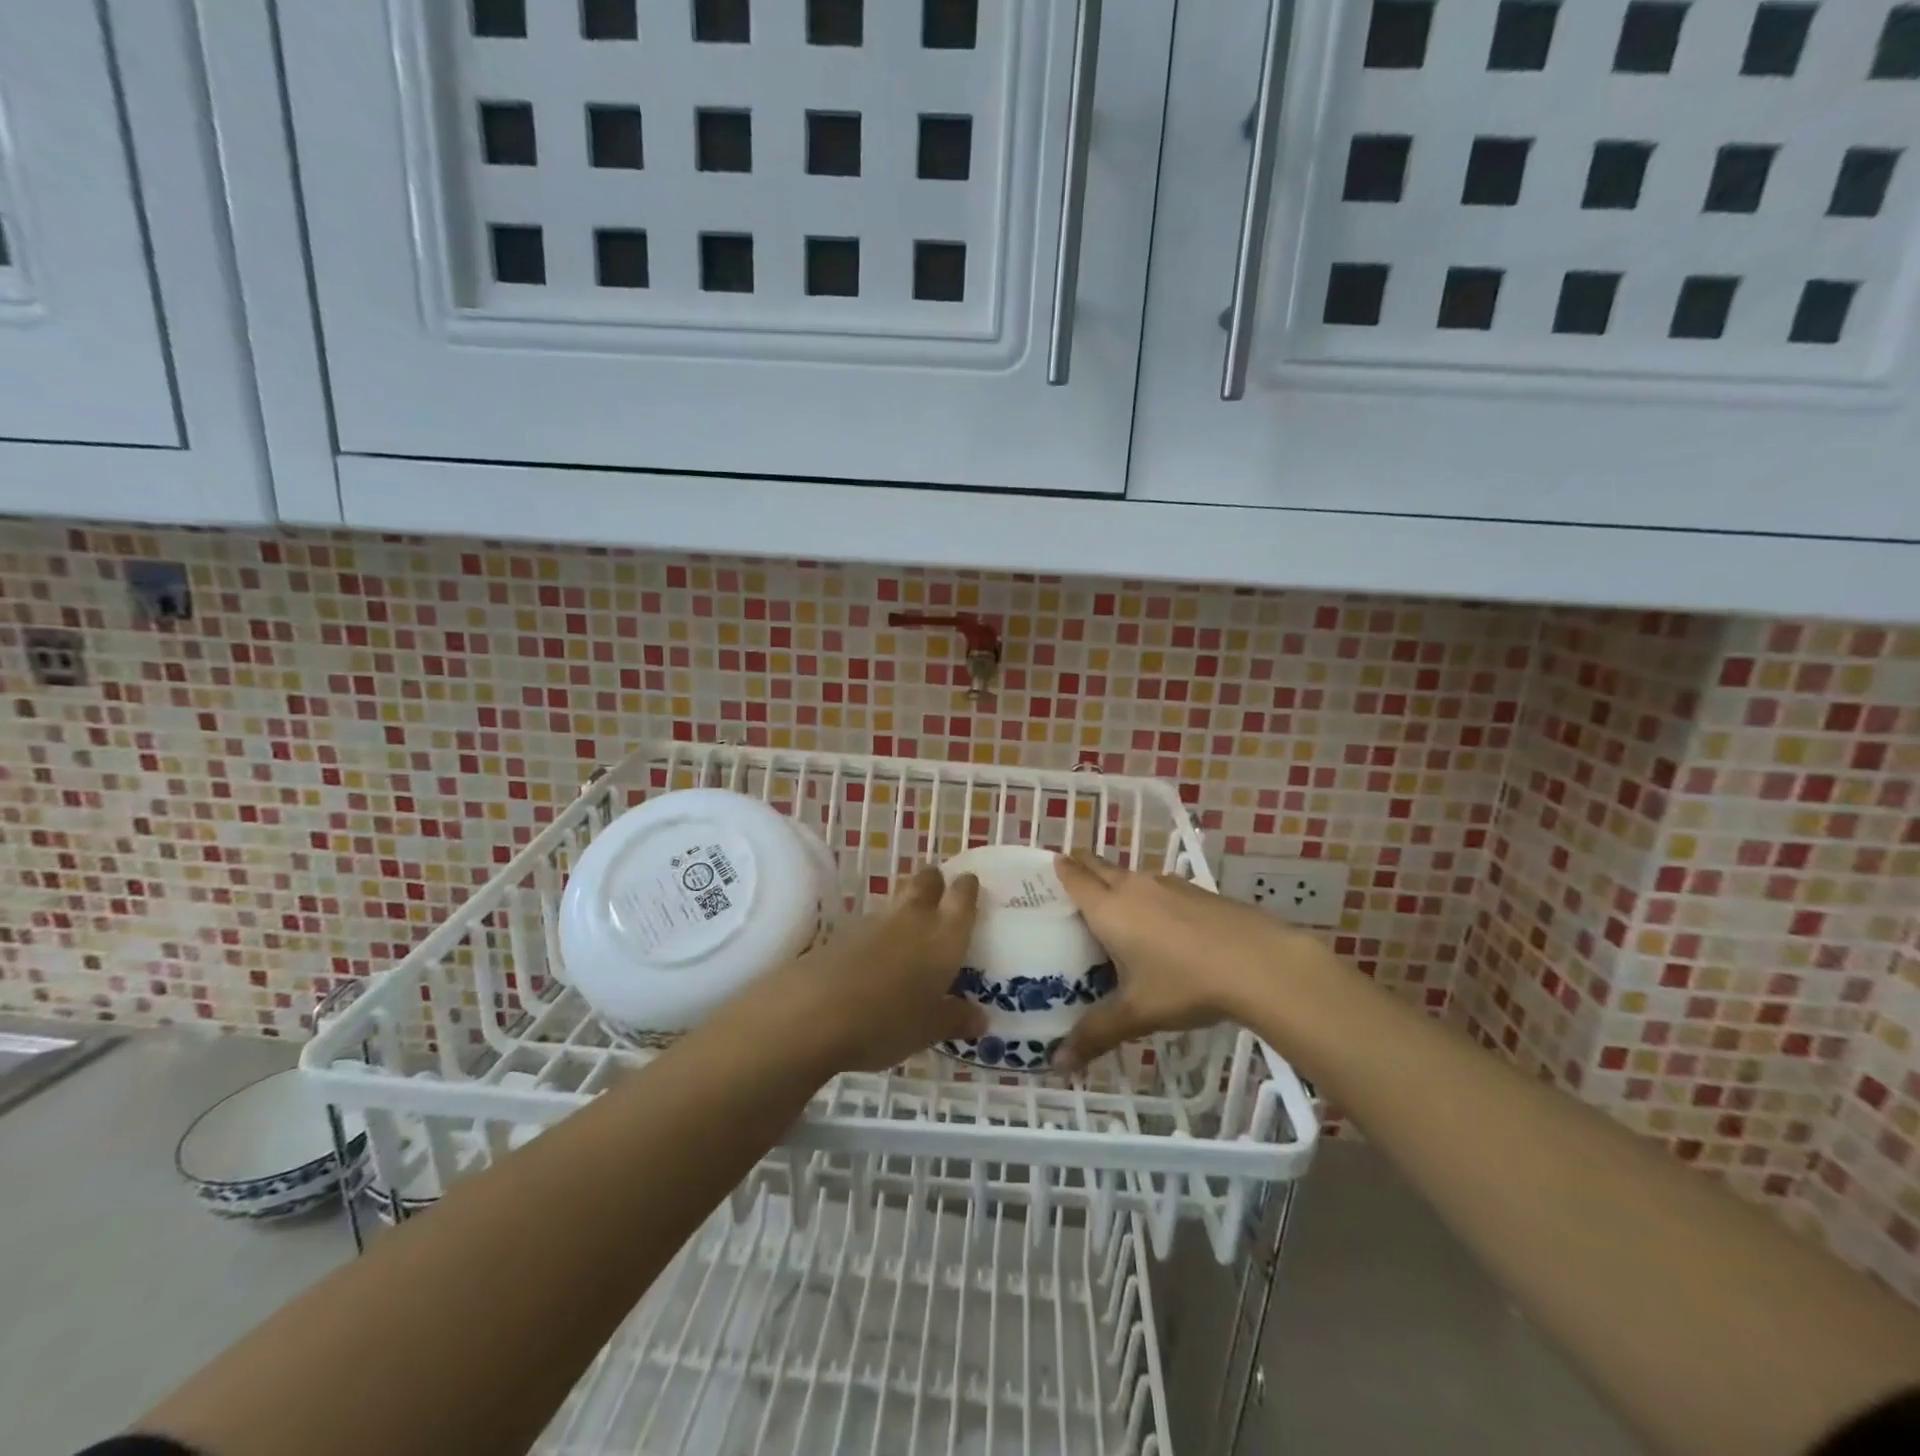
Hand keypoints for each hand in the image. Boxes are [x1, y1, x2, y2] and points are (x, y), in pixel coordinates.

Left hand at [749, 866, 986, 1073]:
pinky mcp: (843, 932)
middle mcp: (913, 918)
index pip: (962, 897)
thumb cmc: (887, 1021)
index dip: (967, 888)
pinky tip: (876, 952)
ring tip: (910, 925)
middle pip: (927, 882)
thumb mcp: (928, 1029)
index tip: (970, 884)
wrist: (815, 1011)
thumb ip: (955, 1018)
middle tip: (940, 891)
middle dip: (935, 881)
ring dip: (906, 904)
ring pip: (897, 899)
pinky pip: (871, 922)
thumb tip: (979, 1018)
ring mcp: (875, 922)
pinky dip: (879, 930)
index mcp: (944, 936)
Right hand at [1050, 854, 1329, 1071]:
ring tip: (1113, 909)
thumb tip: (1056, 1065)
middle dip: (1082, 868)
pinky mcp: (1197, 891)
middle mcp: (1133, 886)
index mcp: (1109, 908)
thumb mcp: (1136, 1013)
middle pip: (1099, 866)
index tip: (1047, 869)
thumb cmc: (1185, 983)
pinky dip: (1148, 897)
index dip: (1059, 870)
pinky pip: (1159, 887)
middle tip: (1070, 884)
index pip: (1074, 877)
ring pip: (1131, 876)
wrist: (1258, 962)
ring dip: (1117, 883)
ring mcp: (1168, 885)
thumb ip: (1095, 1034)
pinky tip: (1161, 925)